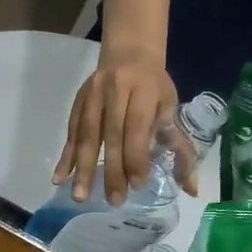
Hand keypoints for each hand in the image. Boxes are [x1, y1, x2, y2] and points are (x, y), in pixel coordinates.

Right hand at [54, 47, 187, 205]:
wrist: (128, 51)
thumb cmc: (154, 85)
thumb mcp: (171, 107)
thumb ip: (179, 146)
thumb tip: (191, 188)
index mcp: (144, 91)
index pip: (137, 127)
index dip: (136, 155)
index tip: (137, 185)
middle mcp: (115, 92)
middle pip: (111, 135)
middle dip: (111, 169)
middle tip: (113, 201)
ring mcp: (92, 96)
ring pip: (87, 135)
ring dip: (83, 168)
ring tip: (80, 196)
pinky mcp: (77, 102)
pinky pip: (71, 132)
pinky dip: (66, 156)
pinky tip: (60, 178)